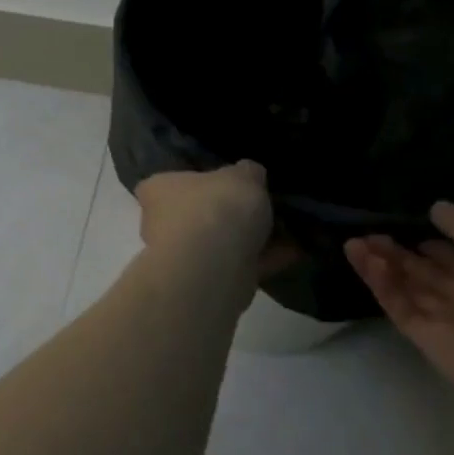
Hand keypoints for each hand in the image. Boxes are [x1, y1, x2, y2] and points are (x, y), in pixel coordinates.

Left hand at [136, 162, 294, 302]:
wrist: (212, 268)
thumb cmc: (216, 208)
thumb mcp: (243, 175)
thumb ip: (247, 172)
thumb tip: (249, 173)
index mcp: (158, 189)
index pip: (168, 182)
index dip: (196, 181)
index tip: (225, 183)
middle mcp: (160, 222)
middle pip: (196, 214)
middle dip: (227, 214)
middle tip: (261, 207)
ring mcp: (182, 256)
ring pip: (219, 242)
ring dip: (250, 239)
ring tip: (288, 229)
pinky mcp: (205, 282)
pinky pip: (239, 265)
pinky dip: (264, 259)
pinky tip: (295, 251)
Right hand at [345, 203, 453, 415]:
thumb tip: (436, 208)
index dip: (431, 240)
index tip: (403, 224)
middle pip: (426, 272)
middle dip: (396, 252)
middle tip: (368, 234)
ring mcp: (449, 320)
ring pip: (408, 289)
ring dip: (382, 266)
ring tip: (353, 244)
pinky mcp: (426, 339)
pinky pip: (401, 308)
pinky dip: (383, 286)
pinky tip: (366, 262)